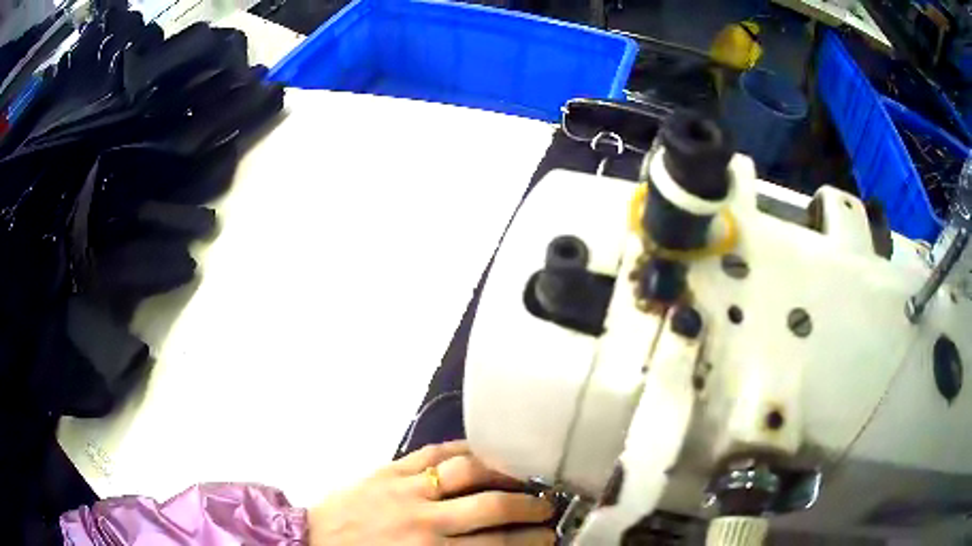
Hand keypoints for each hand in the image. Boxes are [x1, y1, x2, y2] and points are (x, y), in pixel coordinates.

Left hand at [308, 441, 554, 544]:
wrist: (311, 540)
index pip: (495, 545)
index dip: (528, 541)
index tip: (548, 537)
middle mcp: (425, 520)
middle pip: (492, 509)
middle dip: (528, 508)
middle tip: (546, 508)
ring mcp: (407, 489)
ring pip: (468, 472)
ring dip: (504, 473)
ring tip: (524, 475)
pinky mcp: (389, 470)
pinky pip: (433, 453)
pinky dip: (463, 449)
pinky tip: (483, 450)